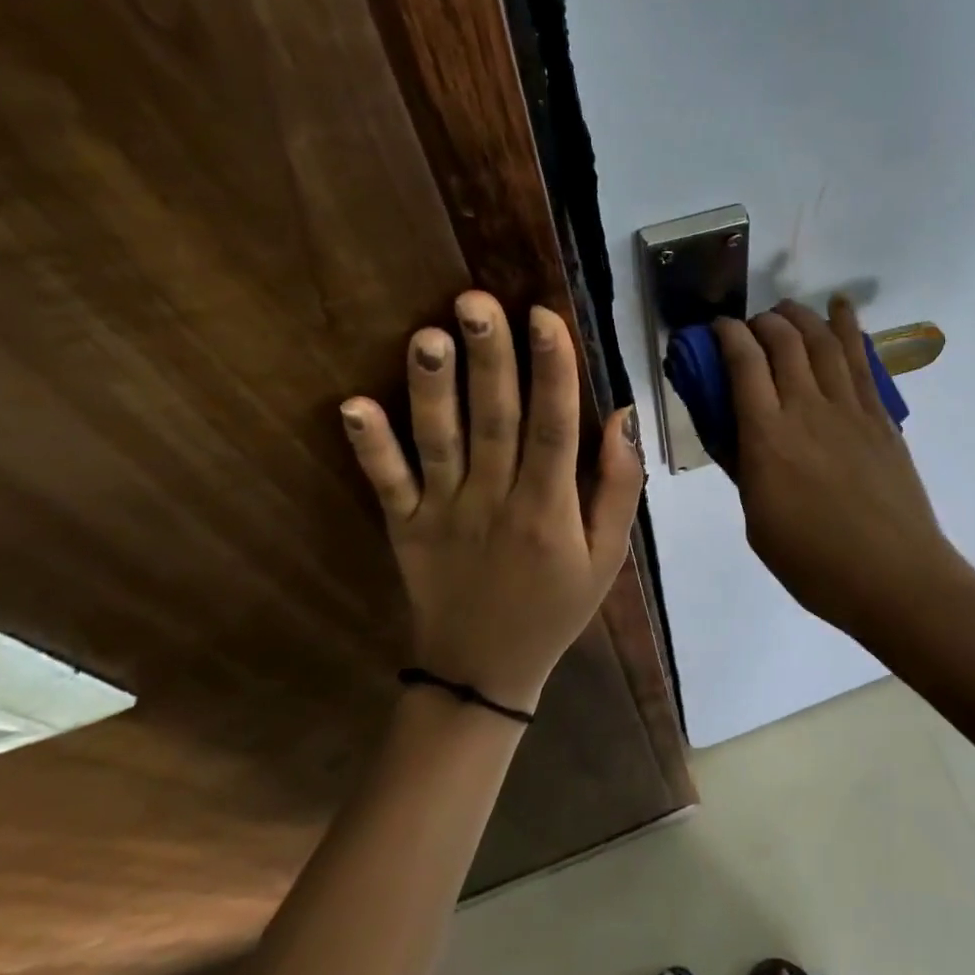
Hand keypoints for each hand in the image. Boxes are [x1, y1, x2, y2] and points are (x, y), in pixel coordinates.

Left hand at [339, 290, 643, 713]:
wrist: (483, 672)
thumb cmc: (555, 606)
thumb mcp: (607, 557)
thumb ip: (618, 487)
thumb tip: (622, 415)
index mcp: (549, 509)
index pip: (554, 427)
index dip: (552, 370)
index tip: (544, 316)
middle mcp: (495, 502)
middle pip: (494, 420)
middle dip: (489, 358)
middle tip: (476, 301)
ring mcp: (443, 514)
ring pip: (439, 443)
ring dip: (431, 389)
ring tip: (427, 335)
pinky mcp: (404, 528)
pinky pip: (386, 484)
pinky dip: (370, 446)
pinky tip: (353, 405)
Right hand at [713, 298, 974, 635]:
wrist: (895, 578)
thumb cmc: (815, 564)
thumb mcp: (758, 523)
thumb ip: (745, 469)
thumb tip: (734, 432)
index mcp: (768, 439)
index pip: (743, 364)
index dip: (727, 335)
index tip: (716, 329)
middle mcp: (807, 410)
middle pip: (783, 342)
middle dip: (762, 321)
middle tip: (751, 325)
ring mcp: (849, 409)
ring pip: (822, 342)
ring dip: (801, 316)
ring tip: (786, 308)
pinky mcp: (880, 417)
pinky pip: (861, 361)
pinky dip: (848, 328)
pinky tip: (841, 309)